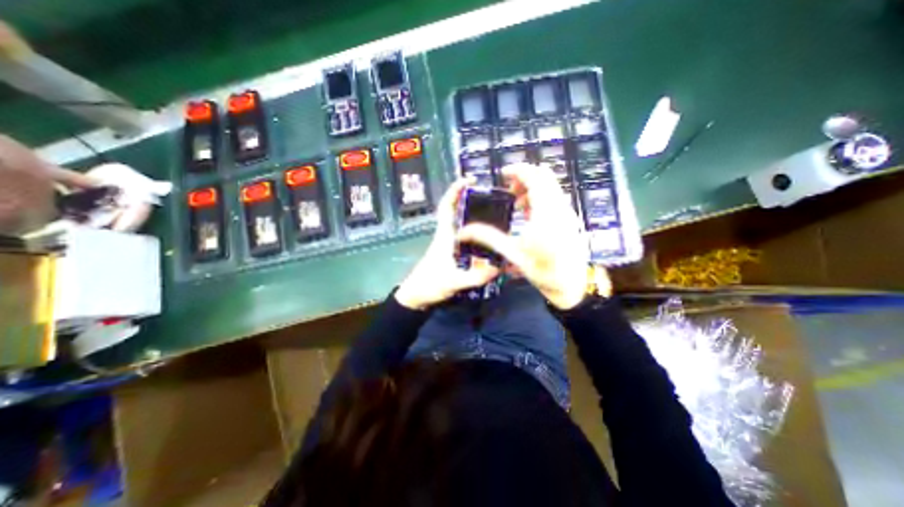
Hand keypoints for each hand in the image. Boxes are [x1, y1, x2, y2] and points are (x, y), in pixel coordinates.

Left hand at [395, 181, 496, 310]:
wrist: (417, 297)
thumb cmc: (429, 284)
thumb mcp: (454, 281)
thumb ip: (476, 276)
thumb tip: (500, 266)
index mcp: (444, 235)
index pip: (447, 207)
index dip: (454, 191)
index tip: (468, 180)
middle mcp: (447, 236)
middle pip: (458, 212)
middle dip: (472, 201)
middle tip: (494, 198)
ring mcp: (450, 245)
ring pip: (463, 225)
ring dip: (476, 217)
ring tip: (497, 216)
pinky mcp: (453, 254)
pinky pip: (467, 238)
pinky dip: (477, 234)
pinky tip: (490, 240)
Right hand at [455, 164, 602, 311]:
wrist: (572, 286)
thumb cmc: (543, 271)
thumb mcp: (513, 254)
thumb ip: (488, 238)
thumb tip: (464, 231)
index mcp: (546, 213)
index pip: (535, 177)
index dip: (518, 170)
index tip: (502, 174)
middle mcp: (560, 208)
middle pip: (544, 177)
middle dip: (524, 179)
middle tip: (508, 191)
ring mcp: (568, 213)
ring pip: (551, 187)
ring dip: (532, 189)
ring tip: (517, 205)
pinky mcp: (570, 219)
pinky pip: (555, 198)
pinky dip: (540, 198)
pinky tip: (529, 215)